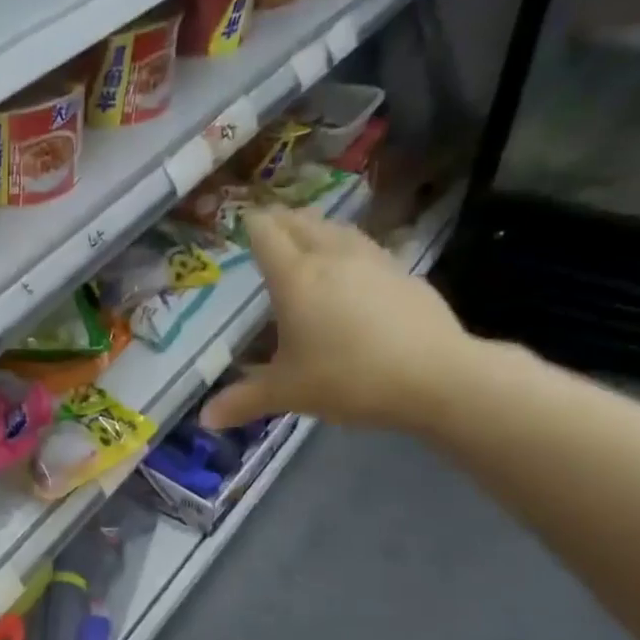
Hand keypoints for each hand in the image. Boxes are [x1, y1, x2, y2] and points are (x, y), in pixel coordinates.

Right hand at [201, 207, 476, 432]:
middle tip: (268, 227)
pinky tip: (351, 270)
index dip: (251, 225)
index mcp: (295, 278)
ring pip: (338, 229)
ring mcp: (373, 261)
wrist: (435, 376)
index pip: (267, 234)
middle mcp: (332, 257)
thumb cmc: (347, 378)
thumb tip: (205, 419)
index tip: (241, 223)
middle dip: (282, 220)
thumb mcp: (287, 393)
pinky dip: (348, 250)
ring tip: (306, 238)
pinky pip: (366, 248)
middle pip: (302, 222)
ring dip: (317, 228)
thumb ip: (243, 401)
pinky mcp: (404, 273)